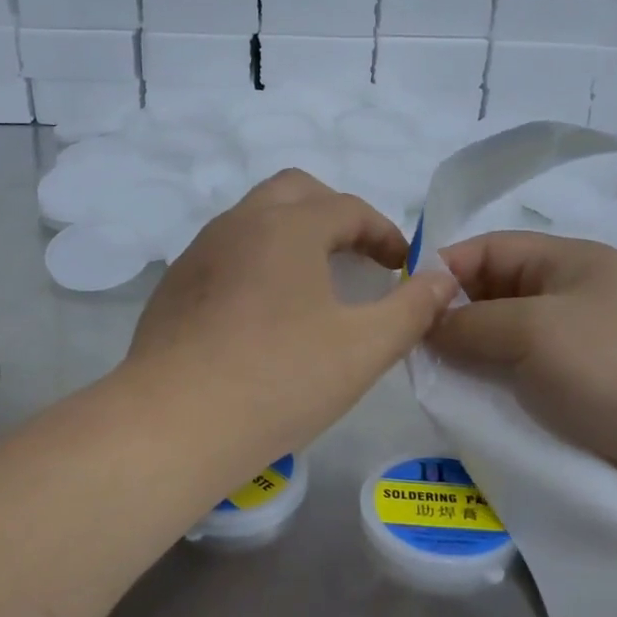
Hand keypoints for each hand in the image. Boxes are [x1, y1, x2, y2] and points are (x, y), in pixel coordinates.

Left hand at [129, 171, 457, 469]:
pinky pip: (225, 255)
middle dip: (335, 216)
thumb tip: (443, 279)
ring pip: (253, 220)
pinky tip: (262, 315)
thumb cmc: (279, 380)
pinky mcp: (173, 288)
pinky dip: (256, 264)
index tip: (401, 266)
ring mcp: (198, 254)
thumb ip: (412, 308)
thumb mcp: (364, 349)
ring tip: (313, 285)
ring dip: (292, 236)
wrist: (174, 424)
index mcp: (288, 227)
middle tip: (357, 258)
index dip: (383, 233)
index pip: (348, 208)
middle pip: (295, 193)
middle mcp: (238, 224)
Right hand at [431, 231, 616, 528]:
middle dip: (453, 319)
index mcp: (570, 262)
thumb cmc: (613, 366)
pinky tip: (470, 408)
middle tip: (413, 352)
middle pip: (495, 296)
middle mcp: (574, 298)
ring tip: (435, 384)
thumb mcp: (532, 330)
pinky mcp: (584, 394)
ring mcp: (581, 348)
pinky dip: (496, 390)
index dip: (444, 269)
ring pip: (506, 343)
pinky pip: (524, 381)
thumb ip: (469, 322)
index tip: (402, 304)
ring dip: (471, 360)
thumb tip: (426, 324)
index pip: (489, 249)